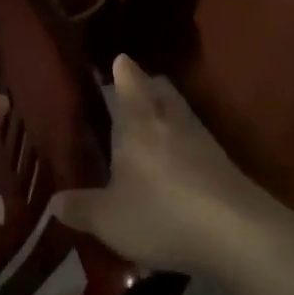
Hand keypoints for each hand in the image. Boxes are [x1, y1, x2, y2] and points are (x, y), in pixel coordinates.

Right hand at [57, 56, 267, 271]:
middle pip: (162, 91)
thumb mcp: (108, 218)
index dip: (123, 69)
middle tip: (133, 91)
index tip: (118, 59)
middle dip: (148, 87)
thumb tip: (54, 203)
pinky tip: (177, 167)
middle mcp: (172, 122)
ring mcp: (204, 142)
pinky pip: (198, 144)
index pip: (130, 82)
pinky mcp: (225, 167)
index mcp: (139, 122)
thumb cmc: (161, 213)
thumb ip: (80, 208)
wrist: (239, 235)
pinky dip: (184, 146)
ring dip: (168, 115)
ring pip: (182, 115)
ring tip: (152, 129)